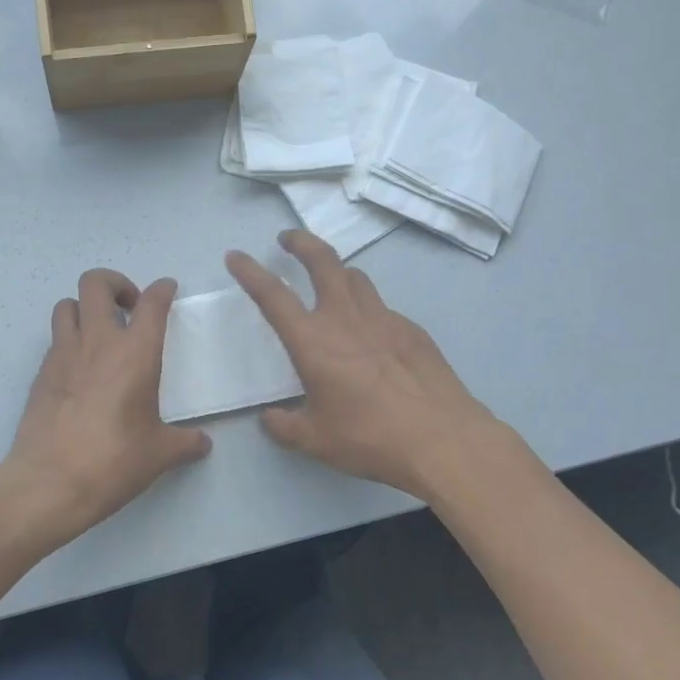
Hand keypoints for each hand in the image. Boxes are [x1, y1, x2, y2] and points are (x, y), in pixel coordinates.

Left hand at [0, 269, 211, 548]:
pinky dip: (69, 341)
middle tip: (129, 308)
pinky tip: (80, 370)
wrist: (49, 482)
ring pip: (66, 304)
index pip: (152, 303)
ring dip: (85, 308)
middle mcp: (97, 342)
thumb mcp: (159, 454)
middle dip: (115, 284)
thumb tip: (202, 444)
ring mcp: (63, 354)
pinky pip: (55, 340)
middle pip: (96, 283)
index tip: (167, 289)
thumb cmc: (113, 462)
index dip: (162, 289)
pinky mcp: (41, 373)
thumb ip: (185, 443)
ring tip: (99, 333)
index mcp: (135, 354)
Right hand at [226, 230, 515, 499]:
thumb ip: (285, 426)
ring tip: (329, 281)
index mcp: (313, 342)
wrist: (442, 439)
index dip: (250, 272)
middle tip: (287, 238)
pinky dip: (367, 309)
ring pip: (356, 277)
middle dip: (301, 242)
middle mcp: (346, 319)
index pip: (273, 296)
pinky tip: (371, 336)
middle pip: (322, 261)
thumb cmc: (370, 438)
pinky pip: (382, 307)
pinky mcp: (412, 330)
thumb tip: (269, 417)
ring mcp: (384, 319)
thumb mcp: (316, 440)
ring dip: (336, 271)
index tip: (236, 256)